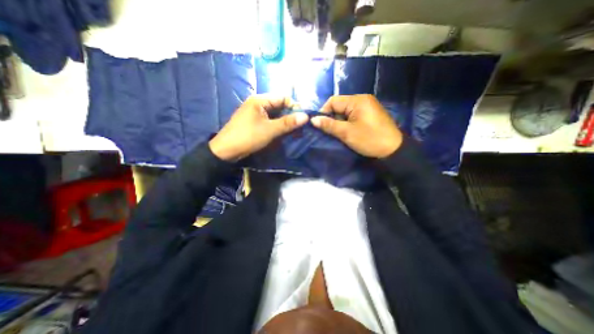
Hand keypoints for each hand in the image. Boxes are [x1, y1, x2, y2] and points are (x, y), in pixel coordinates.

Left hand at [209, 95, 308, 161]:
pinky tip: (284, 133)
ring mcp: (256, 113)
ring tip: (295, 132)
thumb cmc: (248, 137)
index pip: (283, 98)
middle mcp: (258, 103)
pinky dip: (278, 127)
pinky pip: (270, 121)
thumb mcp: (270, 130)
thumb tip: (306, 116)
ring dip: (285, 123)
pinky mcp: (255, 122)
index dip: (295, 107)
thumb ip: (288, 123)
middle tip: (301, 127)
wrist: (226, 151)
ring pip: (276, 115)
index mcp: (260, 100)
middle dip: (291, 116)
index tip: (304, 118)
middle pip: (280, 106)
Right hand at [311, 92, 402, 155]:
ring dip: (339, 121)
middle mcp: (363, 99)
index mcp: (357, 100)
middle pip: (339, 105)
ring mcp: (368, 106)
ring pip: (345, 111)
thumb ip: (329, 125)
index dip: (323, 112)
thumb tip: (313, 120)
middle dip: (332, 117)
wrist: (394, 150)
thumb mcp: (347, 133)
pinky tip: (347, 131)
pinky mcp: (370, 114)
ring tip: (337, 132)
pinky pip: (353, 115)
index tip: (320, 125)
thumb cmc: (369, 140)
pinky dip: (347, 122)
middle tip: (329, 131)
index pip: (333, 101)